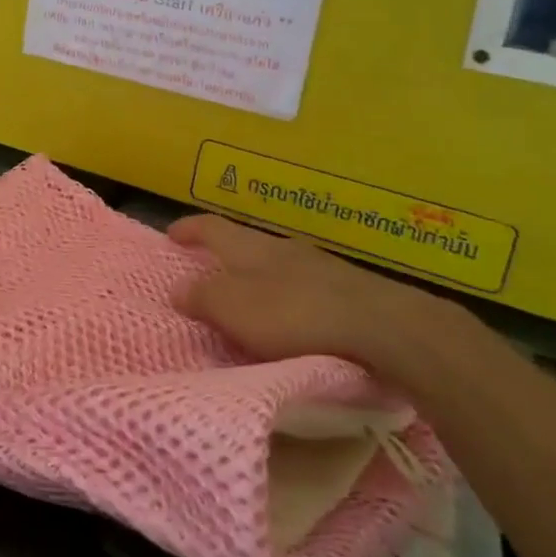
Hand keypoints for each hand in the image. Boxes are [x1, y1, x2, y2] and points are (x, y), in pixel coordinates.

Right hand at [170, 213, 449, 373]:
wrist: (385, 329)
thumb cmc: (295, 315)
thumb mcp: (234, 309)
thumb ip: (203, 297)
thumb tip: (177, 287)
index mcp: (250, 247)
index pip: (211, 227)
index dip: (189, 229)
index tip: (171, 234)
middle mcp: (283, 248)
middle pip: (246, 244)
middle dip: (226, 256)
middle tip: (209, 272)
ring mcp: (321, 267)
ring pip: (279, 266)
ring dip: (260, 279)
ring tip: (251, 300)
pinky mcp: (350, 292)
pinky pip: (307, 288)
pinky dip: (290, 299)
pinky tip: (294, 319)